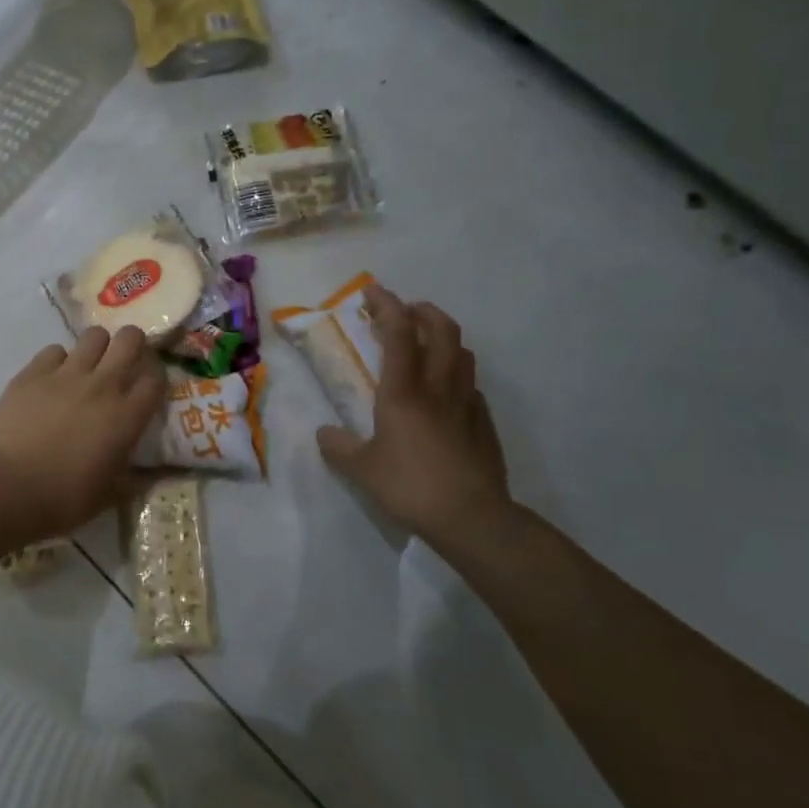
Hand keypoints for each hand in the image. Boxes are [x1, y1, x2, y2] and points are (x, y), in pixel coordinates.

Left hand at [0, 326, 165, 537]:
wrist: (5, 488)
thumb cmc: (63, 499)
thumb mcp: (109, 495)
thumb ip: (136, 478)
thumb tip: (155, 474)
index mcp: (126, 416)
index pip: (156, 379)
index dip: (155, 378)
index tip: (147, 387)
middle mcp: (102, 385)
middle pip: (130, 340)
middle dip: (132, 344)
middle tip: (124, 361)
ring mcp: (66, 374)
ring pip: (94, 336)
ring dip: (97, 347)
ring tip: (88, 366)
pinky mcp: (32, 372)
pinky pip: (54, 350)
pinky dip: (58, 361)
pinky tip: (51, 379)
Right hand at [316, 285, 513, 545]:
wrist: (472, 517)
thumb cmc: (410, 486)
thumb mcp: (361, 469)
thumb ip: (339, 447)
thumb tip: (325, 434)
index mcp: (404, 391)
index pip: (399, 332)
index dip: (386, 305)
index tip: (373, 291)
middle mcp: (438, 387)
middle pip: (441, 330)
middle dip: (422, 311)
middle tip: (404, 311)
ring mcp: (467, 403)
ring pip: (462, 353)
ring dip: (443, 337)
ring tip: (425, 344)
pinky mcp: (483, 423)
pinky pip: (470, 385)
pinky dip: (455, 374)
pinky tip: (443, 394)